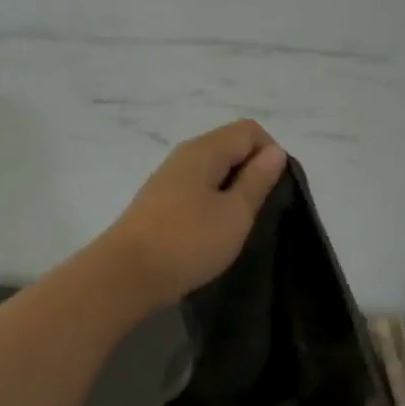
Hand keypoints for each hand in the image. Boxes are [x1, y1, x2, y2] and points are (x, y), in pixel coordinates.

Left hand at [101, 120, 289, 308]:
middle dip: (252, 173)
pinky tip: (214, 234)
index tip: (277, 191)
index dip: (271, 154)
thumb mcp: (234, 213)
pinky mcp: (159, 206)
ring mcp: (168, 181)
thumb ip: (256, 181)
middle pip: (229, 148)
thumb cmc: (188, 242)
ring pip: (212, 173)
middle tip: (262, 212)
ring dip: (232, 192)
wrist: (127, 275)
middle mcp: (183, 157)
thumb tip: (275, 152)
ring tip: (240, 226)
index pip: (249, 131)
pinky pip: (196, 193)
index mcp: (204, 150)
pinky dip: (213, 206)